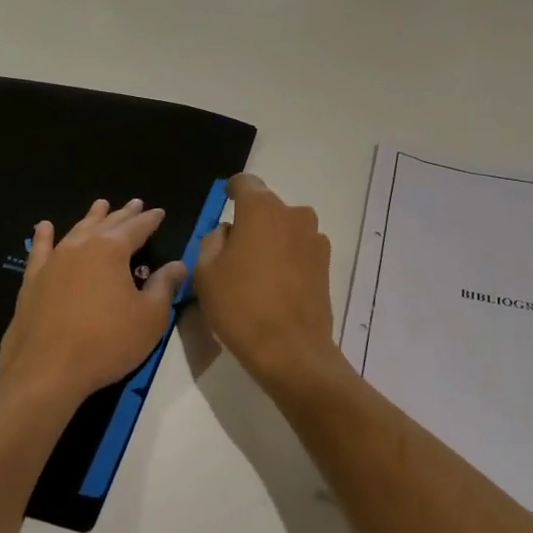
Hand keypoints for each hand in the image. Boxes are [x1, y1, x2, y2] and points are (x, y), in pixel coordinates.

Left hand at [0, 198, 186, 410]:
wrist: (46, 371)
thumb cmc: (107, 343)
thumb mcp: (149, 318)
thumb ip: (164, 286)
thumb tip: (178, 265)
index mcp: (112, 250)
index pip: (137, 228)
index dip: (150, 220)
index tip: (159, 212)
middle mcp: (81, 247)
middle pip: (107, 224)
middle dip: (123, 214)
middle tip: (134, 203)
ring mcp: (53, 262)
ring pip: (76, 231)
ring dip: (91, 218)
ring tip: (100, 205)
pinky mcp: (32, 281)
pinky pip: (40, 250)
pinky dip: (44, 237)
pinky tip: (45, 226)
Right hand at [192, 174, 341, 392]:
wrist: (290, 350)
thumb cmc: (240, 307)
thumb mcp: (205, 273)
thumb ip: (213, 241)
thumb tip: (228, 232)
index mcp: (260, 209)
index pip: (245, 183)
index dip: (232, 190)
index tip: (225, 201)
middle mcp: (292, 214)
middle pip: (267, 207)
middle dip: (251, 220)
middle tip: (233, 249)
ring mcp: (314, 238)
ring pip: (286, 227)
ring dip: (272, 238)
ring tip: (256, 270)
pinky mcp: (326, 263)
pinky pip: (300, 248)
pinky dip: (288, 257)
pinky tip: (277, 284)